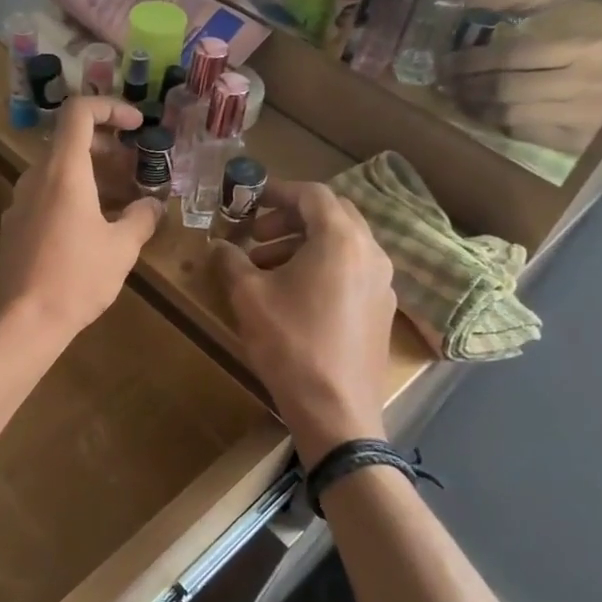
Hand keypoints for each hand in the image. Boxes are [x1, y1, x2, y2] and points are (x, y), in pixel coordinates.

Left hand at [0, 97, 162, 346]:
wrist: (20, 322)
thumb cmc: (75, 278)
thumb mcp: (121, 248)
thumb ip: (141, 219)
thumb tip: (153, 205)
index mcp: (63, 171)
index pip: (80, 112)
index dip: (111, 108)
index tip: (138, 125)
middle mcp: (36, 178)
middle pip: (71, 143)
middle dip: (109, 150)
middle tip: (138, 171)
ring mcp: (21, 203)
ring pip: (60, 173)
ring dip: (94, 178)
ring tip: (124, 204)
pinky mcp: (15, 227)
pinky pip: (48, 197)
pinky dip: (75, 198)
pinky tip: (95, 231)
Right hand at [211, 181, 394, 457]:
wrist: (336, 410)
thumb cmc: (290, 344)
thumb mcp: (248, 297)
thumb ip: (231, 260)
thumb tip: (219, 245)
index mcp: (341, 239)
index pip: (313, 194)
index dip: (278, 191)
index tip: (249, 199)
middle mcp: (370, 252)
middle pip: (332, 215)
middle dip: (289, 218)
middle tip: (255, 236)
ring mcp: (382, 282)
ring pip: (342, 244)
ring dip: (302, 245)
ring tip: (264, 269)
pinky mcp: (382, 309)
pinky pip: (351, 270)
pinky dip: (322, 267)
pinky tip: (293, 295)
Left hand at [441, 18, 601, 153]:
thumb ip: (557, 45)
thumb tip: (497, 49)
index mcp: (586, 49)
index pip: (513, 54)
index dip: (473, 60)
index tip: (447, 61)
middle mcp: (578, 81)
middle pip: (504, 84)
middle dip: (465, 84)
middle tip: (440, 82)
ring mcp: (576, 114)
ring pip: (508, 111)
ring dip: (475, 107)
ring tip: (453, 100)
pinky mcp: (575, 141)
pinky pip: (524, 131)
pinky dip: (498, 124)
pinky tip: (481, 117)